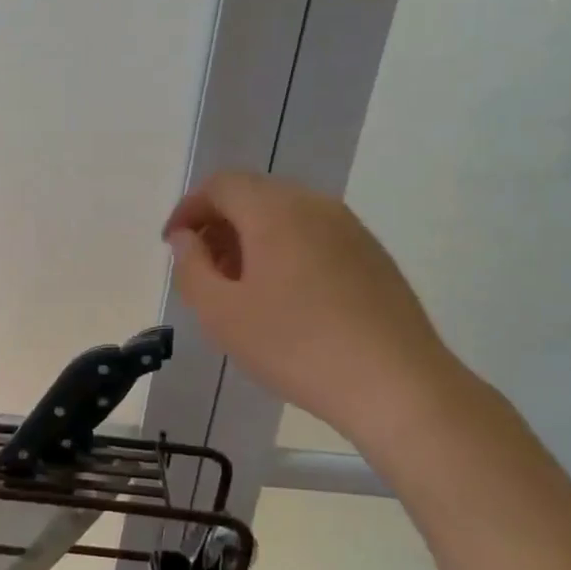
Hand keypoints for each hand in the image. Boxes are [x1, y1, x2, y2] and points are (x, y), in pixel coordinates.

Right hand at [165, 172, 466, 448]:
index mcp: (274, 210)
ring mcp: (350, 228)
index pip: (220, 185)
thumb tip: (186, 238)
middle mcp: (314, 204)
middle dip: (219, 222)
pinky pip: (315, 235)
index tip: (173, 245)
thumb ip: (191, 267)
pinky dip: (286, 249)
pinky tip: (286, 297)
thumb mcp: (221, 314)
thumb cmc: (295, 346)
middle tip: (204, 267)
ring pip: (286, 214)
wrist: (396, 384)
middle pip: (254, 194)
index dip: (189, 208)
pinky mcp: (372, 254)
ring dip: (253, 237)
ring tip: (241, 286)